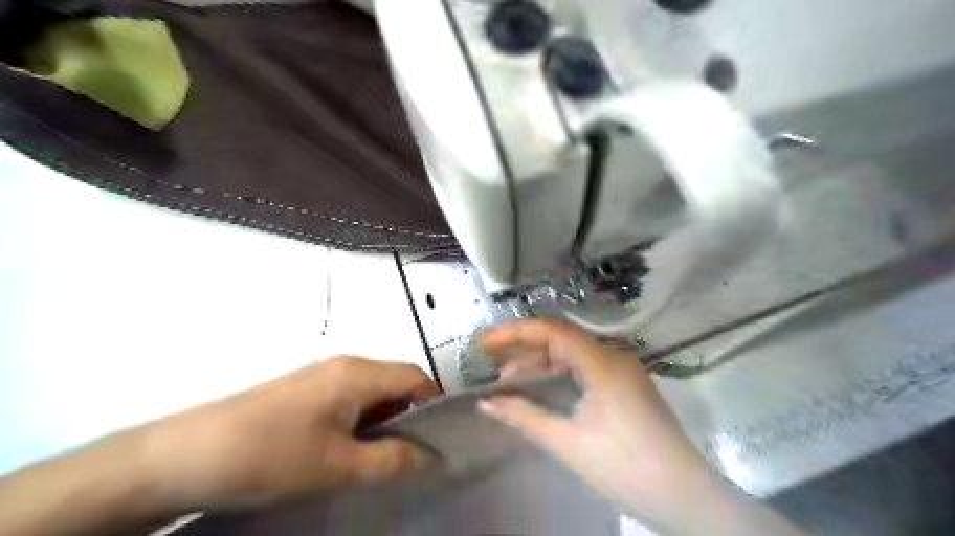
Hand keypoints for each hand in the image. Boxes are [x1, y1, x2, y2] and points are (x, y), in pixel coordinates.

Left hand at [147, 356, 438, 509]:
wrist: (184, 456)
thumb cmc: (270, 456)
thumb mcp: (338, 466)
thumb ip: (392, 460)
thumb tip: (432, 457)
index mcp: (358, 373)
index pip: (415, 377)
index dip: (435, 403)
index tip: (443, 437)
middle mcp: (344, 365)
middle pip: (396, 383)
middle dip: (410, 416)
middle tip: (413, 454)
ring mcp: (322, 376)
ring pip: (372, 393)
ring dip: (385, 421)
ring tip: (383, 456)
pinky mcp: (305, 392)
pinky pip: (349, 400)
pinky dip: (362, 421)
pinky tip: (349, 449)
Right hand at [478, 321, 782, 533]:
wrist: (686, 498)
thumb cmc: (625, 467)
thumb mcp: (568, 442)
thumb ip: (524, 417)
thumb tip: (486, 403)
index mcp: (602, 363)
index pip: (552, 330)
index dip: (514, 332)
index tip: (484, 344)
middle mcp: (614, 356)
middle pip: (561, 340)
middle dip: (524, 351)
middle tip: (493, 367)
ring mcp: (623, 370)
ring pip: (573, 354)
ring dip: (541, 365)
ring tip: (511, 383)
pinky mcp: (626, 385)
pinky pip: (586, 368)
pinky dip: (560, 376)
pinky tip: (542, 390)